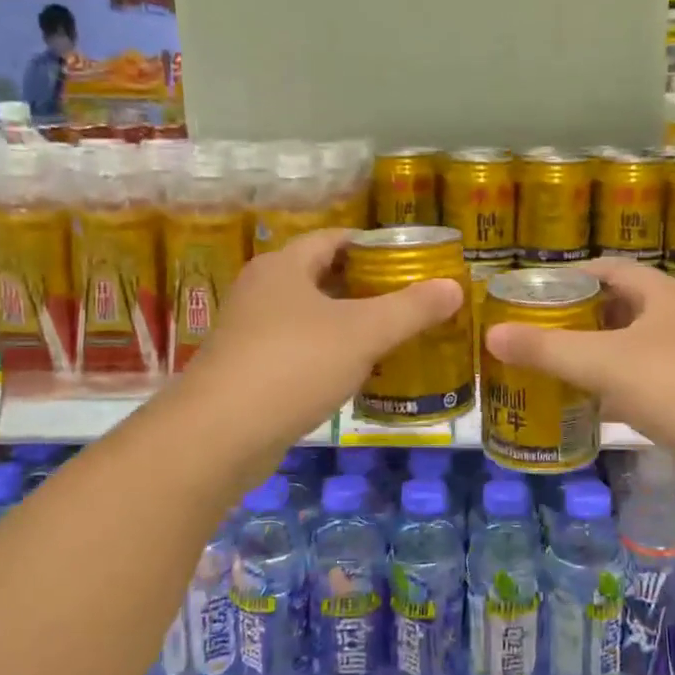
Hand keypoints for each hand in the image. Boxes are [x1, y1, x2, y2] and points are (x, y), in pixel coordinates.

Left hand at [176, 228, 463, 455]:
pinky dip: (329, 354)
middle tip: (411, 302)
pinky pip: (298, 350)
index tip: (412, 264)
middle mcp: (262, 290)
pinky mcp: (247, 369)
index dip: (375, 247)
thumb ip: (411, 309)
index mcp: (285, 266)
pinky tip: (356, 374)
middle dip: (367, 288)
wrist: (219, 436)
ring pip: (311, 317)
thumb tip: (454, 286)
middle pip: (324, 277)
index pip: (336, 239)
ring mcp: (250, 331)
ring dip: (349, 324)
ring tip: (393, 337)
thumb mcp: (364, 333)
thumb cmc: (294, 365)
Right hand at [482, 257, 674, 491]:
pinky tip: (583, 403)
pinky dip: (611, 387)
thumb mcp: (603, 362)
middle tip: (532, 331)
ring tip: (548, 363)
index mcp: (660, 294)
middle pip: (616, 308)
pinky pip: (639, 382)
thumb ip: (546, 348)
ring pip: (628, 347)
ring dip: (592, 354)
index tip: (530, 293)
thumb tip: (491, 335)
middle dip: (576, 318)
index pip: (608, 270)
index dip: (569, 277)